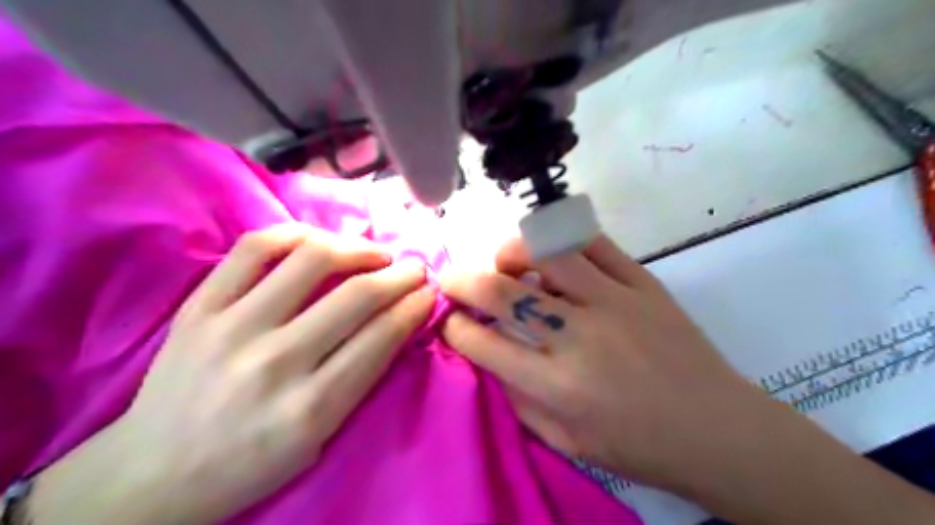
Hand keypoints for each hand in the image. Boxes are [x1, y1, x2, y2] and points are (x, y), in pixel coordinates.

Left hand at [29, 224, 433, 523]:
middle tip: (415, 268)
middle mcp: (276, 362)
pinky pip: (255, 248)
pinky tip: (319, 241)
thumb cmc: (250, 463)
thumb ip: (360, 378)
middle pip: (358, 295)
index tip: (429, 292)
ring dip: (359, 248)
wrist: (153, 474)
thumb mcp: (321, 438)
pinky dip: (296, 234)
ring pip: (312, 260)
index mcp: (311, 408)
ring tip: (374, 253)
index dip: (415, 306)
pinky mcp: (200, 307)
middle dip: (401, 274)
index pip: (382, 337)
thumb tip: (397, 321)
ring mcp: (233, 328)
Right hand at [439, 234, 767, 486]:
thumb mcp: (566, 440)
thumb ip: (519, 397)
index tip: (450, 321)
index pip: (483, 343)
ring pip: (545, 252)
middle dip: (463, 280)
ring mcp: (614, 301)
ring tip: (505, 262)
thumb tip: (486, 353)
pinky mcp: (643, 282)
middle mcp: (579, 337)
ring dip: (511, 251)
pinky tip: (552, 253)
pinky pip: (593, 242)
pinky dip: (561, 240)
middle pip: (503, 291)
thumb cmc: (639, 445)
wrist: (718, 430)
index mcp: (558, 386)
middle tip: (452, 277)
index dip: (455, 328)